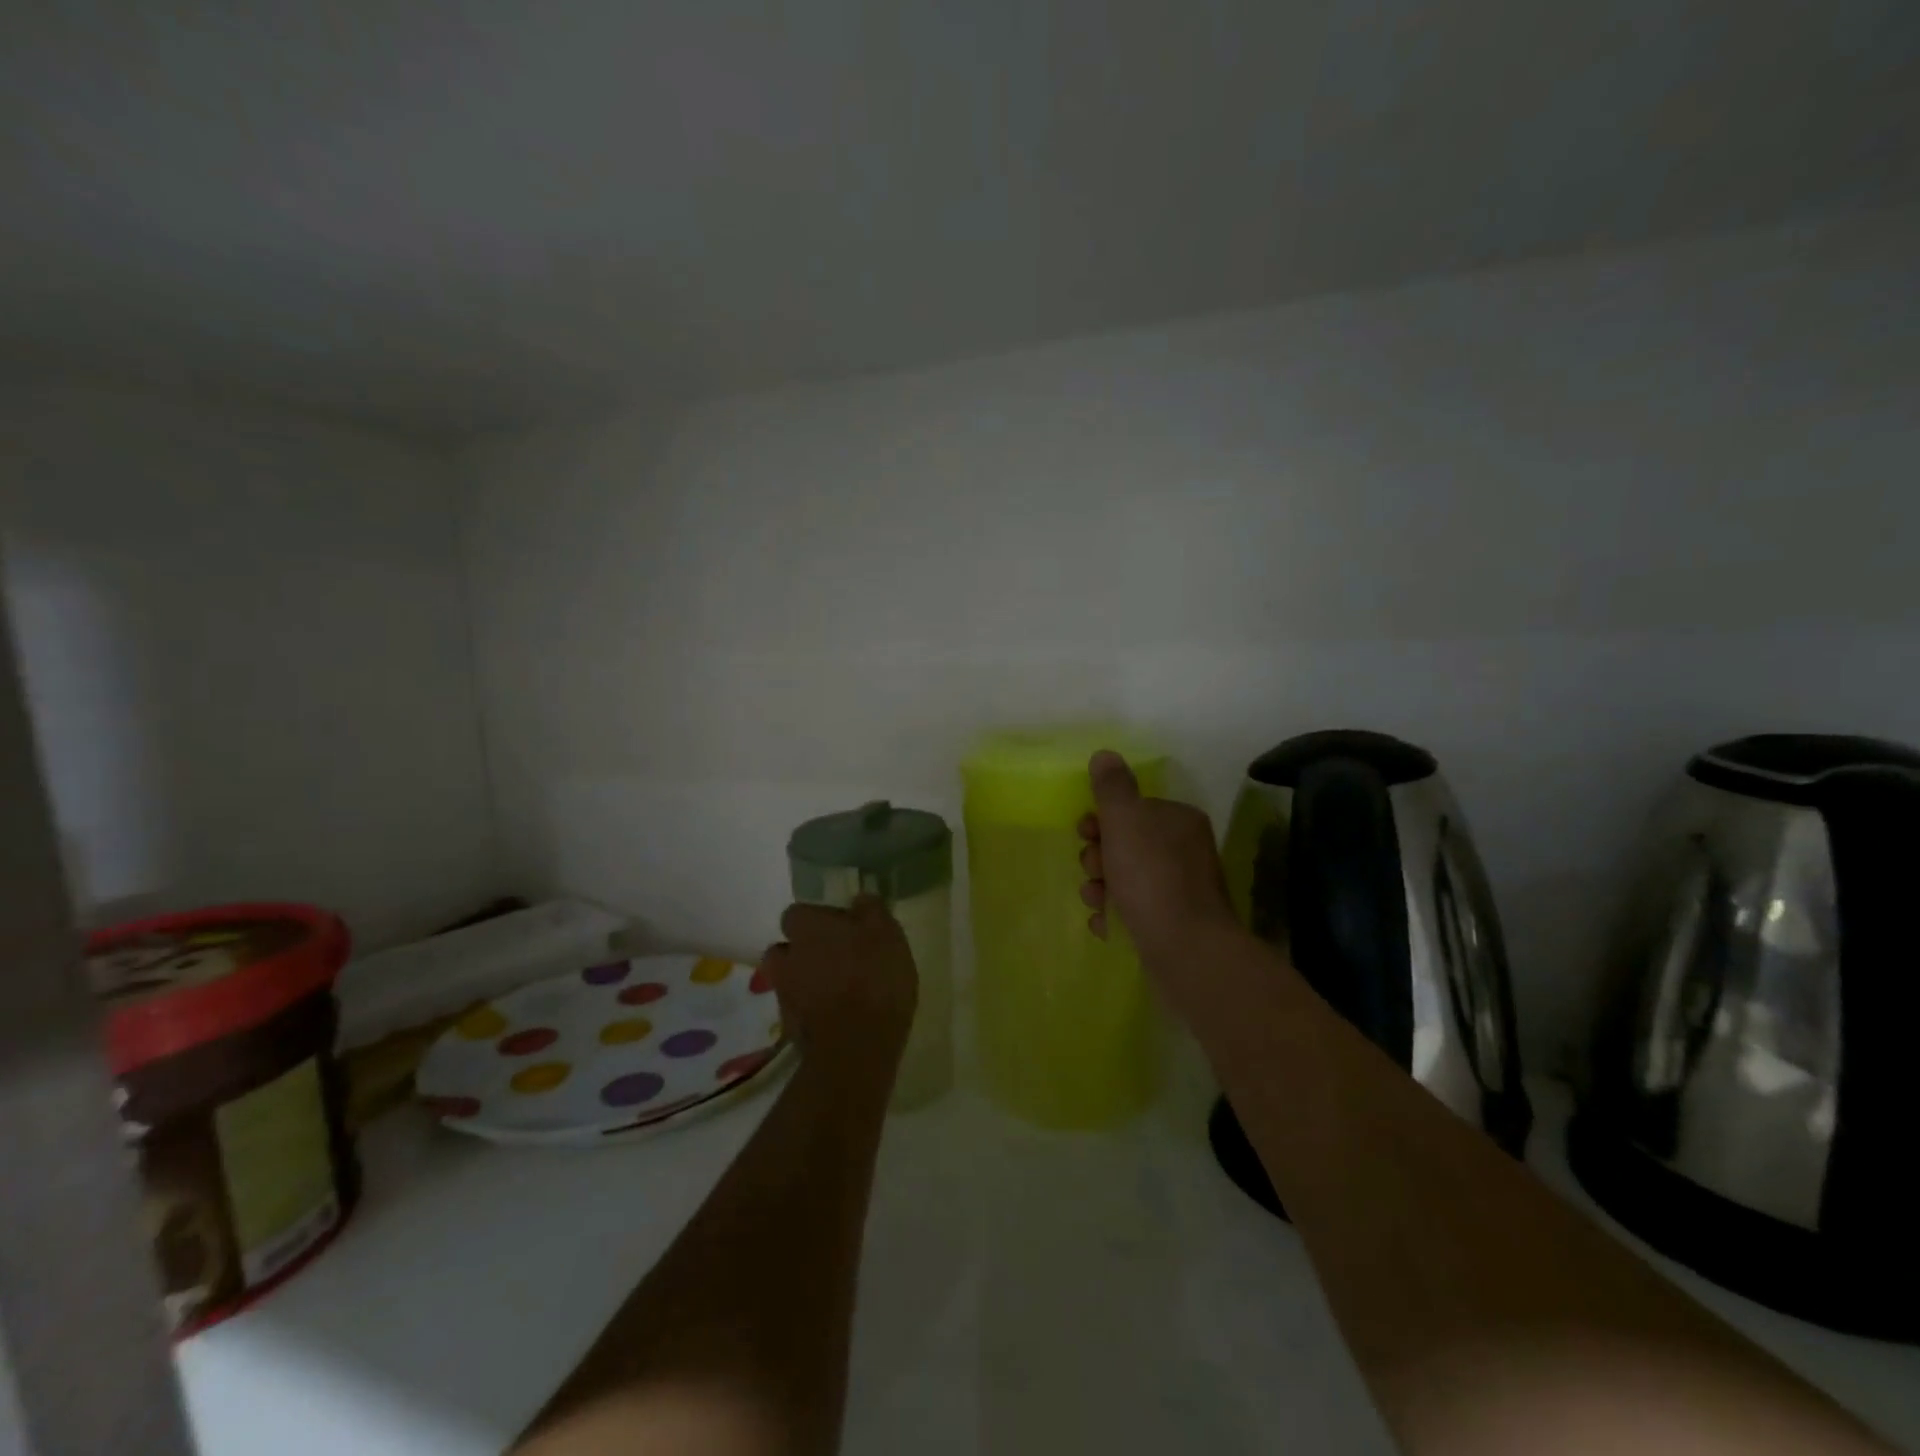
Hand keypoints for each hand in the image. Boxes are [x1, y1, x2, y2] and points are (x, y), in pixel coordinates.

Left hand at [760, 898, 917, 1072]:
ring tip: (836, 990)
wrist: (856, 1047)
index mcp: (806, 928)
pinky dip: (812, 1010)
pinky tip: (837, 1016)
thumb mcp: (886, 934)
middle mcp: (786, 956)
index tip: (841, 927)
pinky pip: (798, 1009)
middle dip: (805, 951)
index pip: (797, 912)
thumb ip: (871, 910)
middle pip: (787, 947)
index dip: (817, 919)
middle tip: (837, 958)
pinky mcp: (789, 1029)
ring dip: (806, 981)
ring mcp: (783, 994)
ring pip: (790, 979)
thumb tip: (859, 898)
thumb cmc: (874, 978)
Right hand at [1078, 750, 1239, 1005]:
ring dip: (1101, 888)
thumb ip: (1112, 787)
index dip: (1102, 819)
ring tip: (1097, 902)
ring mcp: (1181, 890)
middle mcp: (1185, 851)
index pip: (1133, 809)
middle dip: (1099, 857)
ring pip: (1126, 879)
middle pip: (1126, 844)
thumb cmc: (1151, 877)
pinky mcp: (1173, 924)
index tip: (1085, 833)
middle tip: (1094, 871)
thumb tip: (1105, 755)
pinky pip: (1134, 911)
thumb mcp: (1125, 821)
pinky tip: (1106, 926)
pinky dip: (1115, 916)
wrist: (1186, 951)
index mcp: (1178, 820)